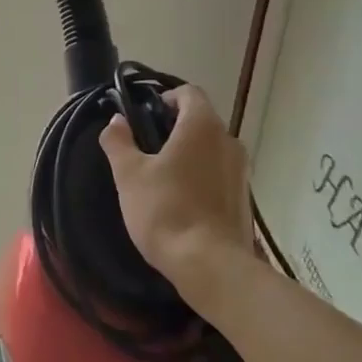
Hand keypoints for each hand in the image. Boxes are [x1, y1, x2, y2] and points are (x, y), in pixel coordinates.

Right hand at [99, 84, 253, 302]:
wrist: (212, 267)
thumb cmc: (166, 210)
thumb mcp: (129, 174)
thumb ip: (119, 141)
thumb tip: (117, 120)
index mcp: (202, 126)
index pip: (189, 93)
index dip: (166, 98)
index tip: (145, 116)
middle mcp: (229, 141)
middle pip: (202, 120)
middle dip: (176, 127)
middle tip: (147, 147)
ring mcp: (242, 172)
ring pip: (212, 148)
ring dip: (190, 153)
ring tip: (162, 176)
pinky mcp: (245, 200)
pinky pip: (221, 174)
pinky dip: (202, 176)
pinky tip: (182, 200)